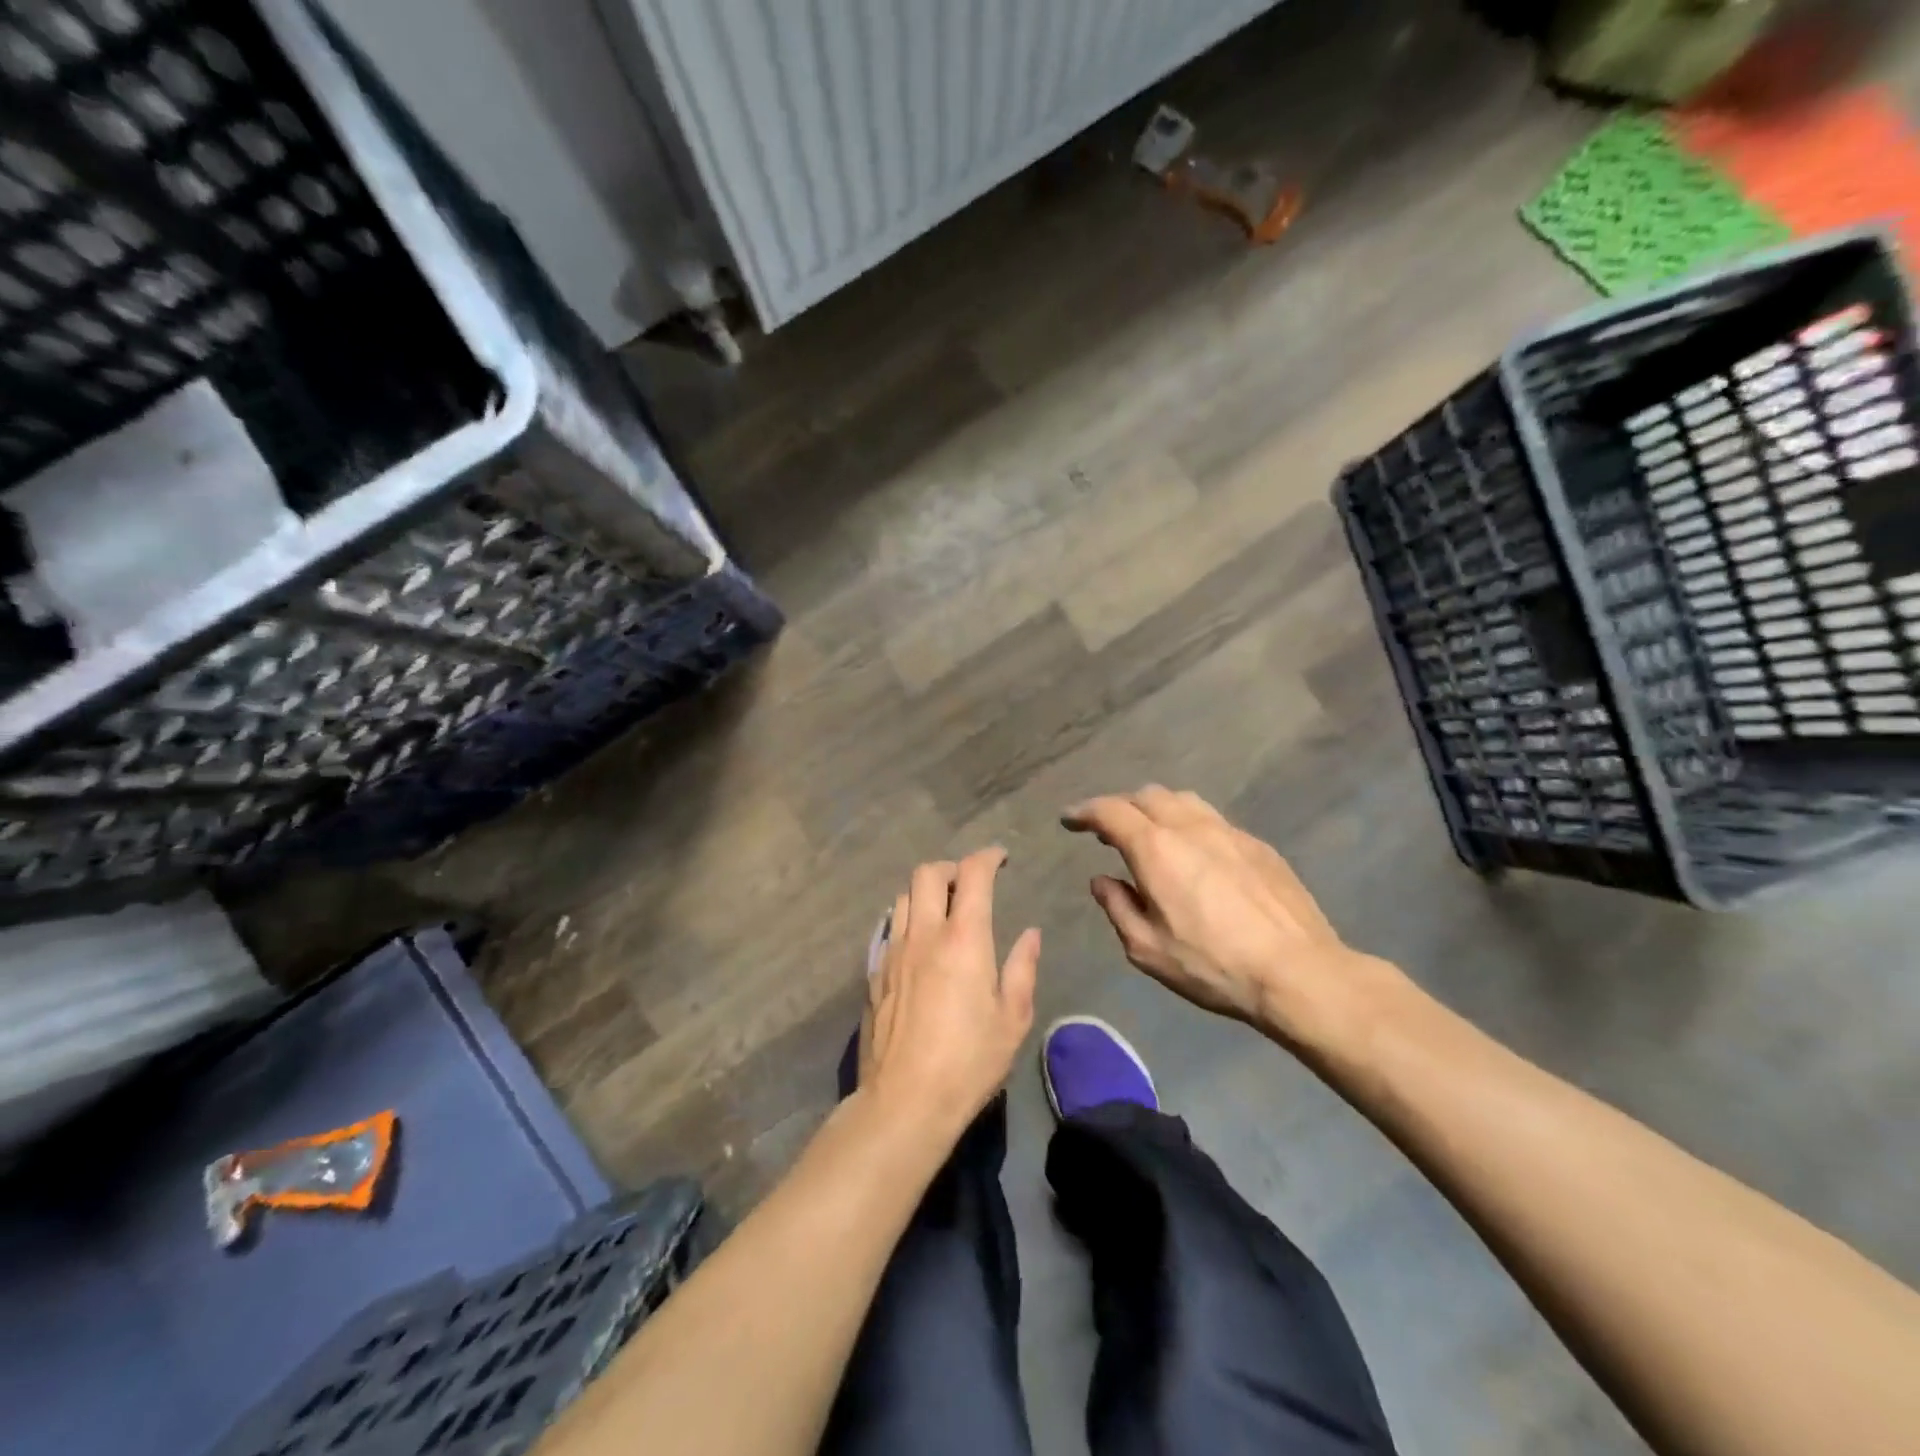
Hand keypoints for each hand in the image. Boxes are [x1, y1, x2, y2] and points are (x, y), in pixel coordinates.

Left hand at [860, 847, 1040, 1136]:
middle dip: (952, 867)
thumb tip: (1030, 934)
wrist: (904, 1100)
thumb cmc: (969, 1061)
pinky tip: (919, 945)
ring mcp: (893, 951)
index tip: (1001, 858)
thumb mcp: (1012, 1019)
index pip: (973, 874)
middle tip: (970, 883)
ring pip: (903, 896)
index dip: (988, 857)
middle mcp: (923, 934)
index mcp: (963, 939)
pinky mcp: (874, 973)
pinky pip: (889, 928)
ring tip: (943, 910)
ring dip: (925, 891)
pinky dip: (908, 920)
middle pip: (927, 873)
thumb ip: (1022, 969)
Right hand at [1063, 786, 1380, 1046]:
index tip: (1069, 819)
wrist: (1298, 972)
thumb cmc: (1213, 965)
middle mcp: (1190, 827)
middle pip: (1146, 796)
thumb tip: (1102, 880)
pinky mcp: (1258, 845)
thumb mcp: (1147, 948)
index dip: (1084, 812)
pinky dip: (1190, 824)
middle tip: (1108, 831)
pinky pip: (1213, 819)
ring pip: (1183, 800)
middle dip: (1120, 806)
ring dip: (1157, 808)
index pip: (1110, 811)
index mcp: (1155, 849)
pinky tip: (1196, 854)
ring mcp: (1229, 832)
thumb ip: (1117, 906)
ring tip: (1151, 834)